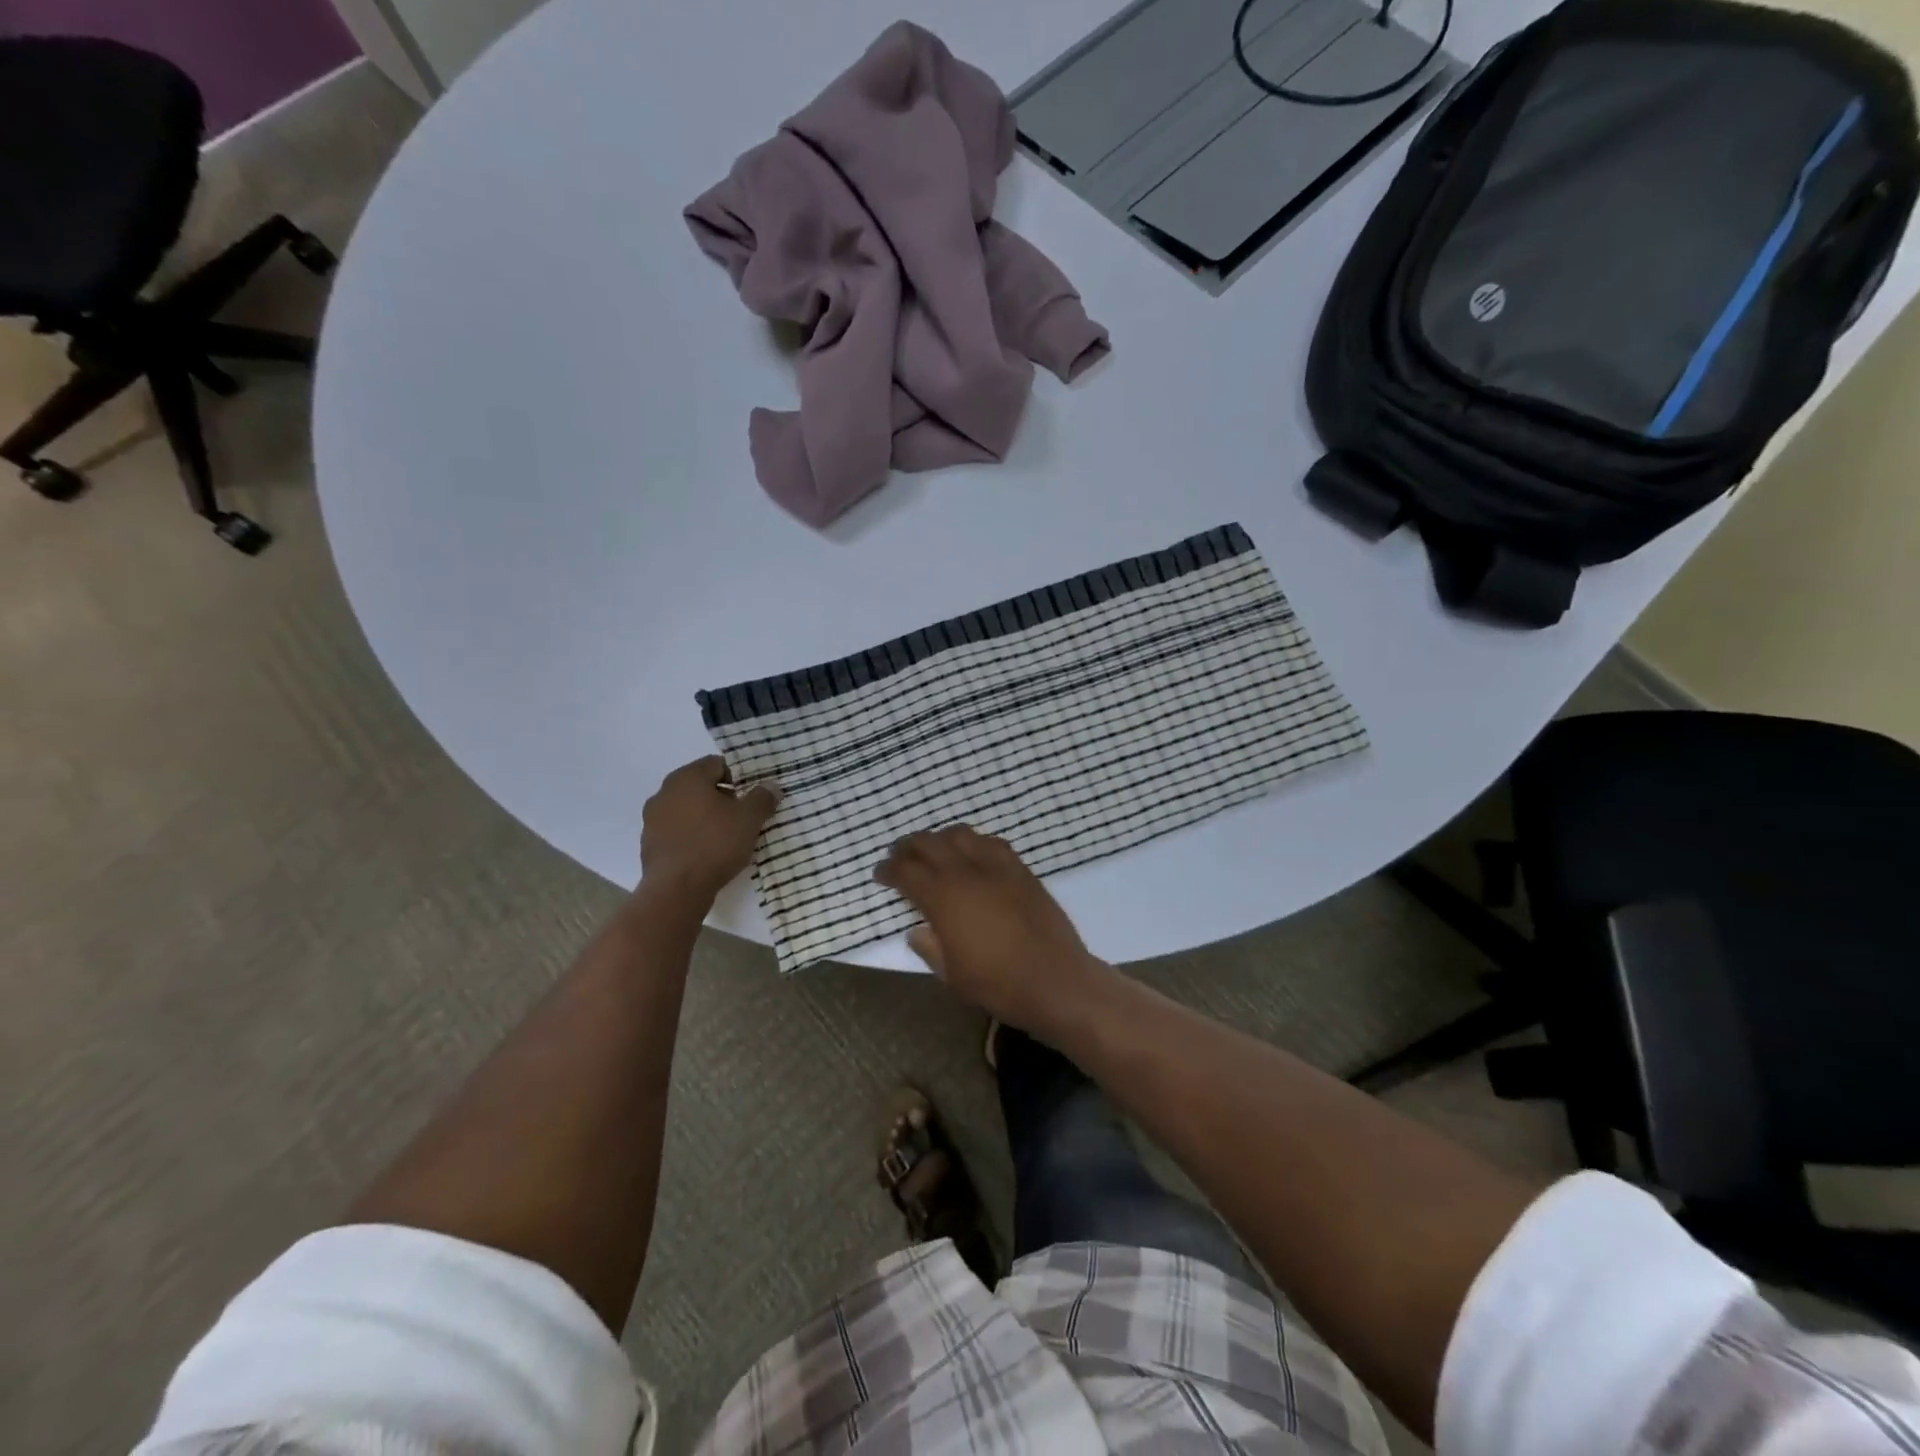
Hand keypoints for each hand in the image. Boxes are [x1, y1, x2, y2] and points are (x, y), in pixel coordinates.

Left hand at [640, 756, 778, 903]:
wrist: (676, 889)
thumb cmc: (715, 844)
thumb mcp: (749, 819)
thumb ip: (762, 798)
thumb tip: (771, 786)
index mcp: (687, 777)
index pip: (716, 764)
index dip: (738, 778)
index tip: (751, 798)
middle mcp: (665, 792)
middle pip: (700, 786)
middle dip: (722, 798)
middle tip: (742, 817)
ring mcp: (652, 819)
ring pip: (687, 809)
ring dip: (705, 817)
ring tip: (725, 837)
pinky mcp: (649, 844)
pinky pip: (676, 831)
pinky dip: (691, 835)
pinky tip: (706, 853)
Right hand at [874, 826, 1106, 1032]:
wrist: (1054, 979)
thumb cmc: (997, 984)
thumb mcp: (951, 975)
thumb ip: (930, 947)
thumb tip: (917, 929)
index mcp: (943, 897)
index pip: (906, 871)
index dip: (888, 870)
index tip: (880, 874)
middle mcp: (966, 872)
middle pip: (929, 843)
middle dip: (908, 846)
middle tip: (899, 856)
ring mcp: (996, 866)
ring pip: (960, 834)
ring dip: (940, 838)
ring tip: (934, 850)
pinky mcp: (1021, 869)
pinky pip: (992, 842)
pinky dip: (974, 843)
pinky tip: (973, 856)